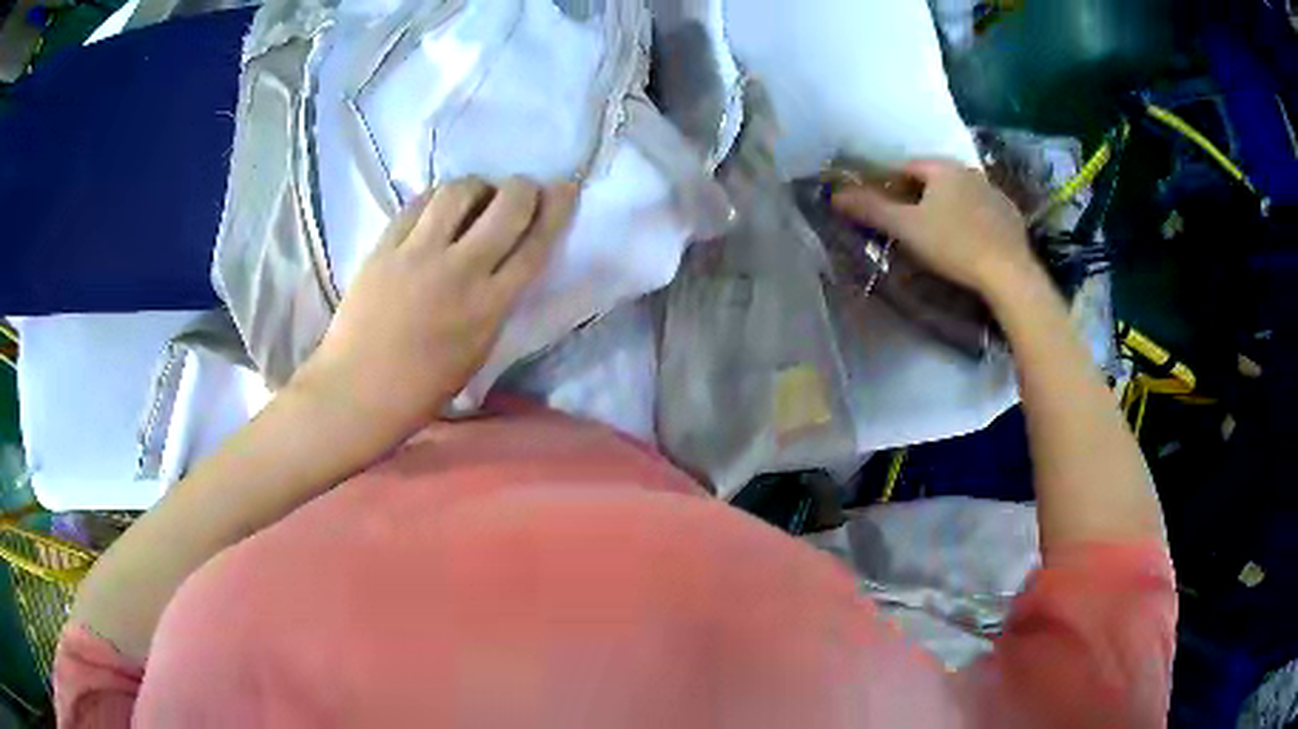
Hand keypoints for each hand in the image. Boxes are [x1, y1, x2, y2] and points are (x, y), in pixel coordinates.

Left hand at [292, 176, 578, 438]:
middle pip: (506, 206)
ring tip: (474, 198)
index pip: (534, 245)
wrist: (357, 390)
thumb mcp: (477, 352)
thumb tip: (506, 264)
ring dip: (477, 187)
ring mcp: (418, 253)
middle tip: (520, 190)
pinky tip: (438, 209)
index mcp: (488, 307)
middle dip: (522, 188)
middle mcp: (459, 270)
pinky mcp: (385, 246)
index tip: (565, 189)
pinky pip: (419, 203)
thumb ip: (496, 304)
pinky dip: (437, 199)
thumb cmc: (421, 387)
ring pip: (460, 191)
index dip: (556, 209)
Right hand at [831, 159, 1035, 293]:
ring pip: (961, 195)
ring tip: (940, 238)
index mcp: (943, 168)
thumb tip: (835, 195)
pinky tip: (969, 245)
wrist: (1009, 274)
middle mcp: (970, 172)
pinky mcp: (1011, 217)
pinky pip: (983, 213)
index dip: (891, 184)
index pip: (908, 166)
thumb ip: (871, 209)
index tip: (884, 208)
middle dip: (920, 196)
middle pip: (936, 180)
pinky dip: (972, 222)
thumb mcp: (907, 228)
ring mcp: (995, 193)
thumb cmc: (954, 245)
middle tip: (910, 226)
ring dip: (948, 208)